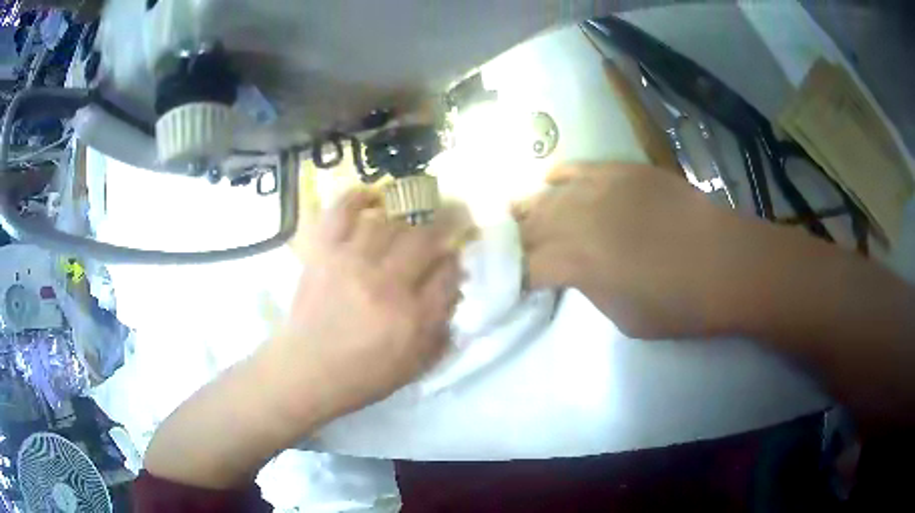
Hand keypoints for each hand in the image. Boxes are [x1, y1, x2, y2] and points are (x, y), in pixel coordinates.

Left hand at [263, 188, 467, 424]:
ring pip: (390, 222)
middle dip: (447, 222)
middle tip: (453, 212)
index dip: (456, 261)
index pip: (448, 274)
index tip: (454, 257)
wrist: (306, 371)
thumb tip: (454, 292)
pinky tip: (371, 197)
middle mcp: (387, 283)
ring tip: (411, 214)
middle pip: (426, 238)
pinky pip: (342, 212)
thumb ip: (440, 331)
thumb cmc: (362, 375)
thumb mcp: (414, 366)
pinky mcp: (324, 253)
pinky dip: (357, 198)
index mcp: (413, 317)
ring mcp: (353, 263)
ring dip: (407, 215)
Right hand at [513, 162, 752, 338]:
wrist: (727, 264)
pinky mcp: (621, 170)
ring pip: (545, 195)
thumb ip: (588, 290)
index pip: (523, 267)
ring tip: (519, 221)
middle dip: (513, 242)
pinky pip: (576, 167)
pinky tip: (551, 185)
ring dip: (528, 211)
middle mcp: (577, 218)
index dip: (511, 278)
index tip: (508, 285)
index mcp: (575, 262)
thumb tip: (572, 271)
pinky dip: (558, 178)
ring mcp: (599, 187)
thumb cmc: (679, 305)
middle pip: (527, 226)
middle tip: (509, 253)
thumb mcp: (623, 319)